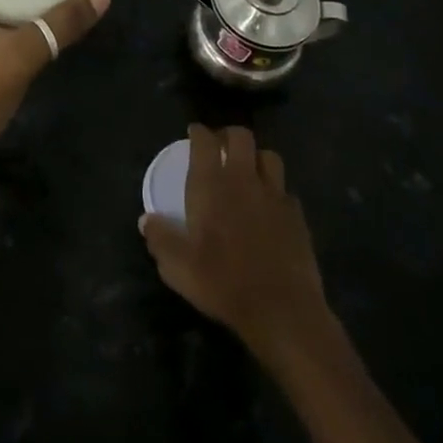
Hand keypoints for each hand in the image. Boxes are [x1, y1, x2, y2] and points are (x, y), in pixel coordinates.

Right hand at [140, 124, 329, 353]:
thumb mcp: (178, 267)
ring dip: (256, 158)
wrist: (281, 310)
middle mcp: (244, 179)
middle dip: (229, 135)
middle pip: (241, 136)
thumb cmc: (223, 282)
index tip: (194, 133)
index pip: (205, 141)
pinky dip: (275, 191)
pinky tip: (270, 206)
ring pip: (269, 156)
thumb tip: (146, 220)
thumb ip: (160, 239)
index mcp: (212, 185)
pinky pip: (285, 190)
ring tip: (248, 171)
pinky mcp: (297, 215)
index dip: (199, 132)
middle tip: (221, 147)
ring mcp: (274, 195)